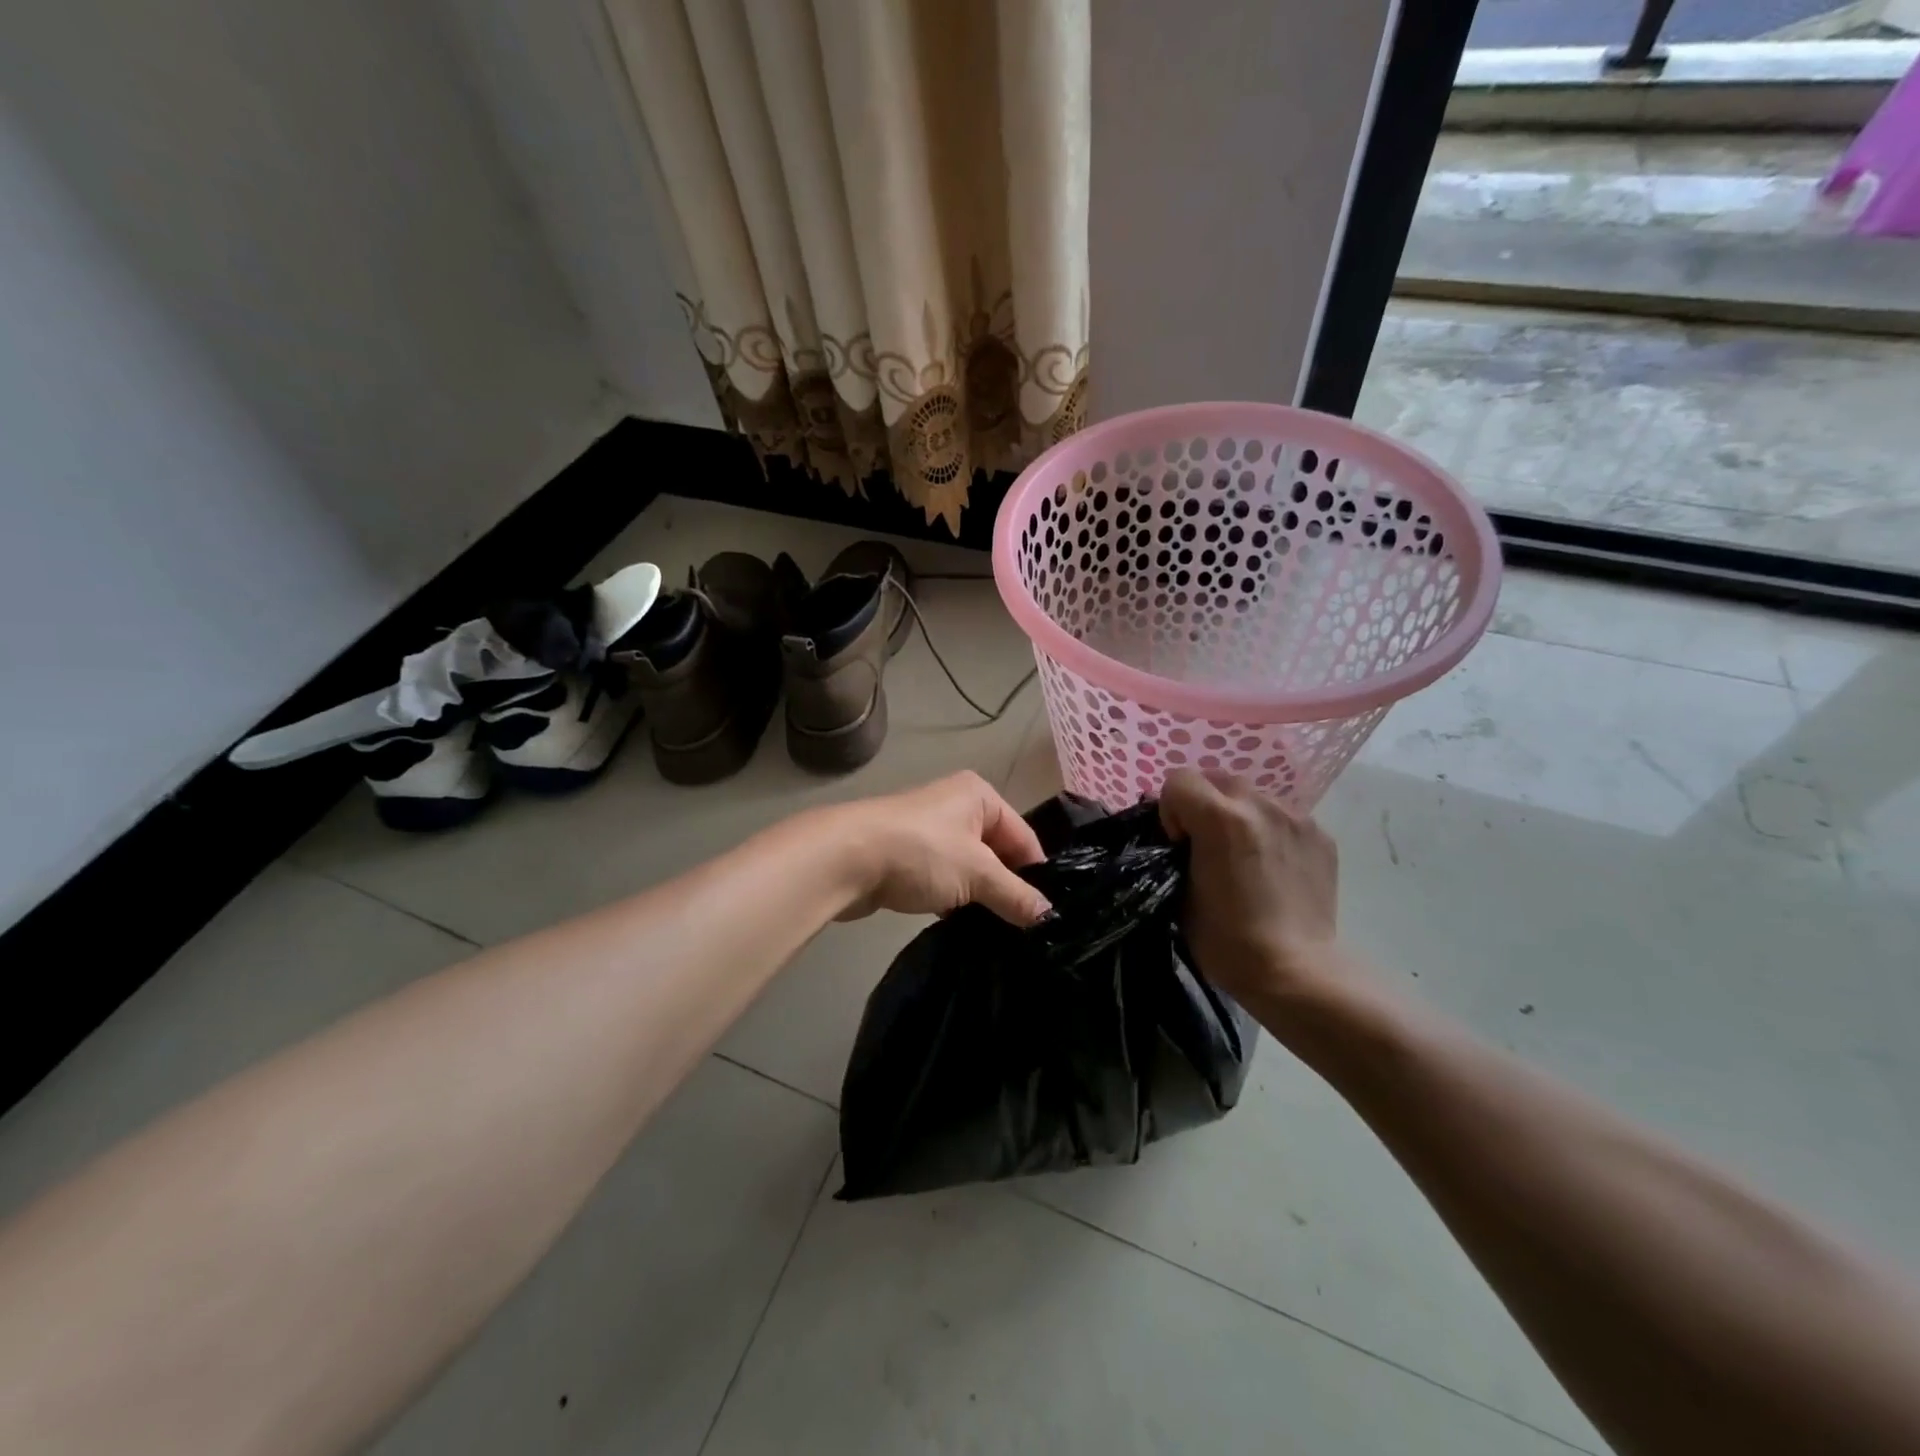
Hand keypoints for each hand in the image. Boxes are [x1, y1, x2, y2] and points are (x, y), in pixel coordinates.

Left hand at [824, 772, 1051, 925]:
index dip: (1036, 875)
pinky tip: (962, 926)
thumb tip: (1048, 915)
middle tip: (1026, 929)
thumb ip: (1015, 894)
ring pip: (970, 868)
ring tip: (997, 932)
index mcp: (979, 795)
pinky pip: (944, 879)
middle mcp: (957, 806)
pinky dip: (954, 899)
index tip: (1046, 915)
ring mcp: (929, 832)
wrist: (845, 858)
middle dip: (1008, 888)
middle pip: (997, 852)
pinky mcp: (908, 857)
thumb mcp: (977, 873)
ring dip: (980, 897)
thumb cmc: (921, 852)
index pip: (1024, 837)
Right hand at [1158, 769, 1342, 1002]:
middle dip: (1204, 804)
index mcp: (1220, 818)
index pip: (1178, 781)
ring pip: (1253, 795)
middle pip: (1217, 778)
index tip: (1179, 845)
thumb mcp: (1179, 892)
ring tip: (1244, 856)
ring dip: (1239, 815)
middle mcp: (1260, 804)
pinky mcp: (1321, 835)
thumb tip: (1182, 840)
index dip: (1171, 811)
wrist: (1296, 972)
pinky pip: (1283, 817)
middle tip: (1207, 846)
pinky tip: (1273, 868)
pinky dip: (1270, 831)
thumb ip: (1177, 852)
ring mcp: (1296, 817)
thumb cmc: (1226, 941)